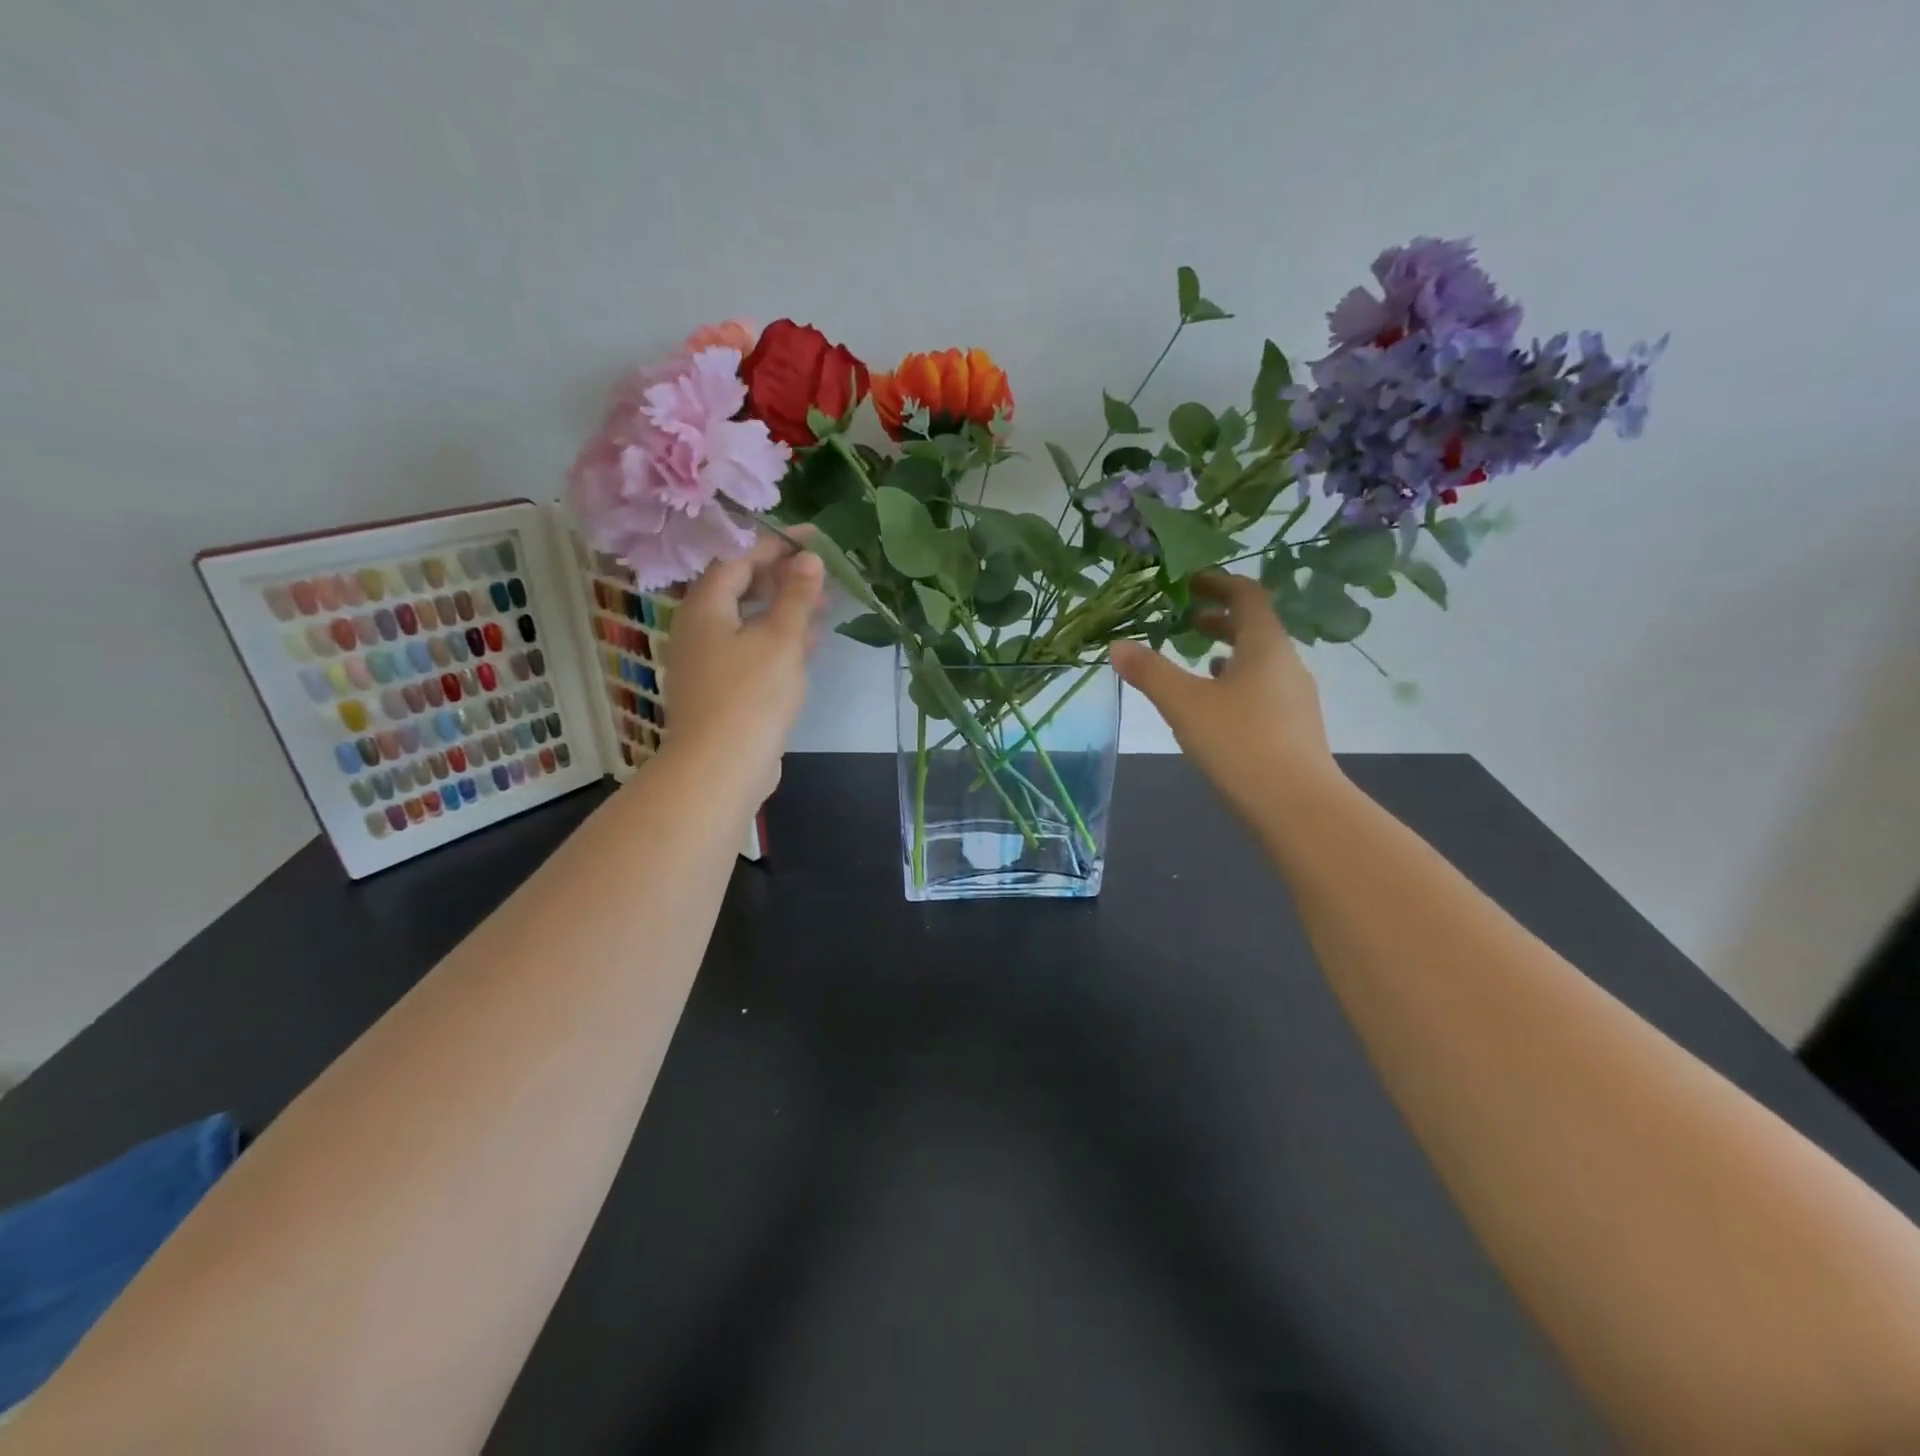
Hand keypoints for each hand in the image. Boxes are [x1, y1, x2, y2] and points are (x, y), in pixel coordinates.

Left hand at [658, 531, 824, 803]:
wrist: (720, 768)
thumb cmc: (750, 695)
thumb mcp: (780, 639)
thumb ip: (796, 597)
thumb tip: (808, 559)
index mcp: (705, 608)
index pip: (739, 560)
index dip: (776, 546)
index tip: (813, 538)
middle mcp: (698, 629)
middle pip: (740, 590)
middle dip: (782, 580)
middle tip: (820, 577)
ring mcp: (706, 662)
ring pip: (747, 623)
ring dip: (783, 612)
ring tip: (822, 610)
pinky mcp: (720, 690)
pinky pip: (750, 651)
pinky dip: (777, 642)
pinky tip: (807, 650)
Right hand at [1110, 573, 1341, 821]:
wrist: (1296, 805)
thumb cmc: (1239, 742)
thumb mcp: (1184, 704)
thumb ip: (1150, 672)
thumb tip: (1117, 646)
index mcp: (1265, 646)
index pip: (1248, 596)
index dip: (1218, 583)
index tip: (1189, 582)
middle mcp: (1287, 664)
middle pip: (1256, 627)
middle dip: (1220, 619)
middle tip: (1185, 621)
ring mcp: (1295, 698)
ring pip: (1260, 661)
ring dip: (1229, 653)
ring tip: (1198, 661)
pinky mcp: (1293, 728)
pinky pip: (1263, 690)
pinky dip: (1237, 684)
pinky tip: (1218, 706)